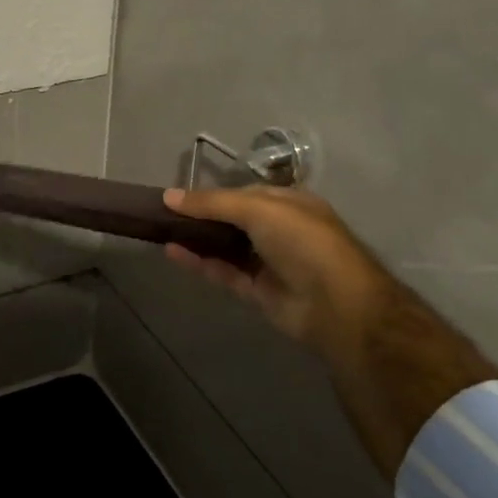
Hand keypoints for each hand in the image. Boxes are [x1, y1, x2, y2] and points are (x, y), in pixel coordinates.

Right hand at [163, 185, 388, 357]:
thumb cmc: (302, 242)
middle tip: (163, 215)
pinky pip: (223, 273)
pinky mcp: (258, 292)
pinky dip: (199, 263)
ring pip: (225, 248)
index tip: (178, 196)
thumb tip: (169, 196)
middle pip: (232, 221)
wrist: (336, 304)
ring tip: (161, 231)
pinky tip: (172, 252)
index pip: (244, 194)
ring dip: (196, 240)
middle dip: (201, 217)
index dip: (212, 194)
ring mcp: (269, 263)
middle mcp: (280, 231)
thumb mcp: (258, 209)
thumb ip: (212, 203)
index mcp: (289, 204)